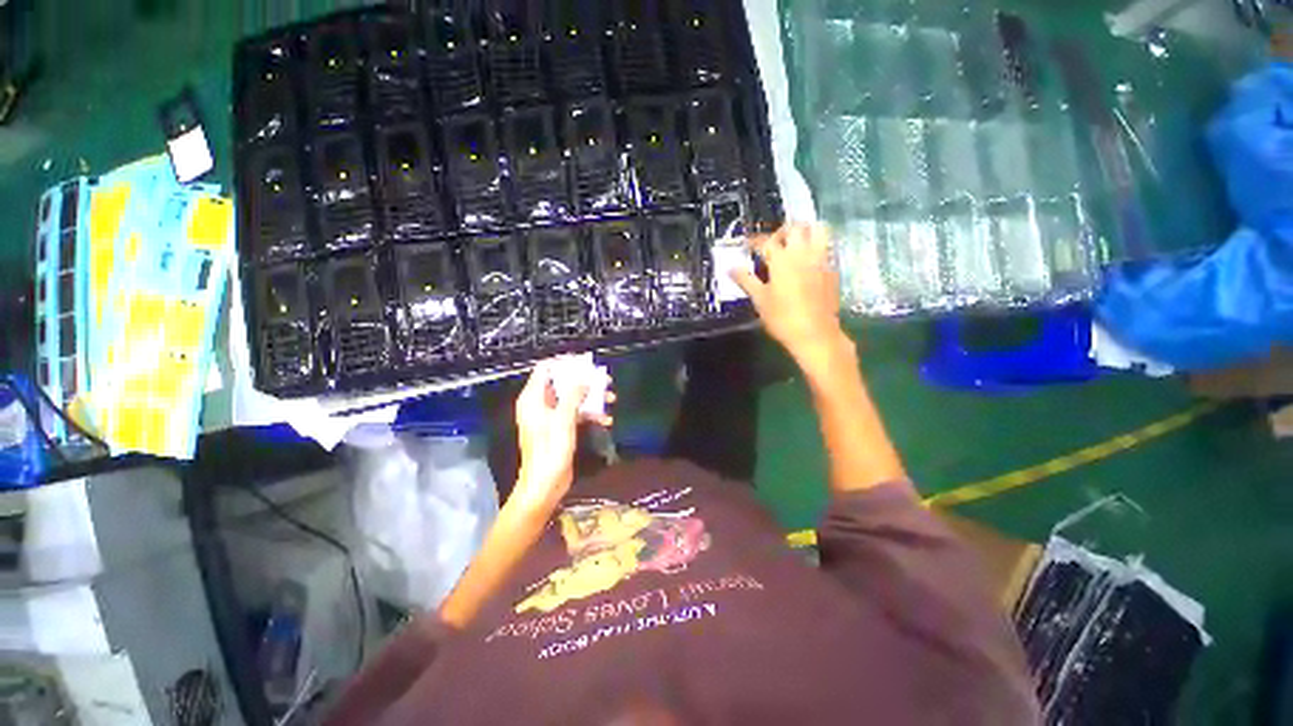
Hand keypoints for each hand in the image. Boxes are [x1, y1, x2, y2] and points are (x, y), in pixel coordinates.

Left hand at [512, 359, 612, 511]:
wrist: (545, 484)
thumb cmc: (550, 450)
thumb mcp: (563, 419)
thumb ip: (574, 395)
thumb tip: (585, 379)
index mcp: (533, 398)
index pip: (545, 369)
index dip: (563, 363)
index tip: (583, 363)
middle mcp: (540, 404)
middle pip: (562, 383)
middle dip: (584, 380)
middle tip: (603, 379)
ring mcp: (550, 417)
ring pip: (572, 398)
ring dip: (591, 397)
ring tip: (611, 397)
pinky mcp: (559, 429)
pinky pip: (575, 413)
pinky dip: (589, 413)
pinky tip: (606, 419)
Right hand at [731, 223, 847, 364]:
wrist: (815, 335)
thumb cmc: (782, 319)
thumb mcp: (760, 300)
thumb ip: (745, 280)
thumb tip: (730, 268)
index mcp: (782, 260)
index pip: (766, 241)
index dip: (754, 241)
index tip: (746, 244)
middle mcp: (803, 253)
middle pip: (795, 227)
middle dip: (781, 230)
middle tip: (772, 243)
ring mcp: (821, 260)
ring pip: (817, 230)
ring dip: (805, 231)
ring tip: (794, 244)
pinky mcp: (832, 270)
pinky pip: (826, 247)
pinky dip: (816, 246)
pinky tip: (807, 261)